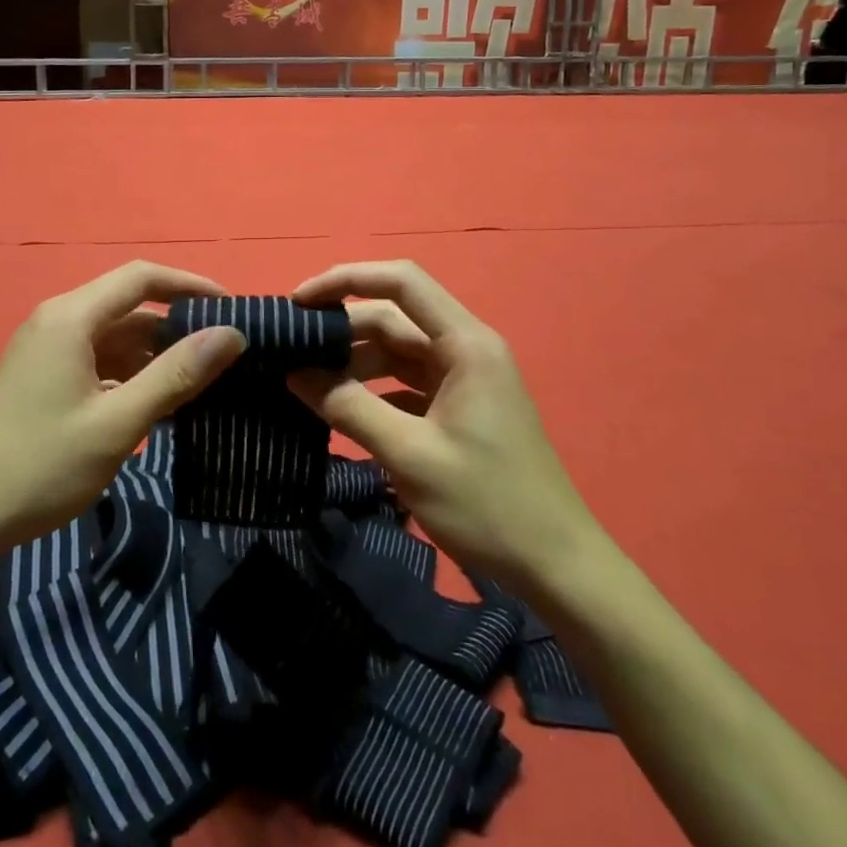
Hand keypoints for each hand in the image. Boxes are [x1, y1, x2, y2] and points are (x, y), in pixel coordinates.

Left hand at [0, 262, 245, 571]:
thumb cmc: (39, 466)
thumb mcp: (118, 423)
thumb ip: (177, 374)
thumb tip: (232, 334)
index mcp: (71, 317)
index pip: (143, 278)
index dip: (191, 286)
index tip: (233, 310)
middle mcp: (58, 322)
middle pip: (130, 308)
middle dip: (178, 328)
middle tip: (226, 358)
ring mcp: (46, 352)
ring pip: (116, 339)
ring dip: (156, 358)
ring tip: (202, 386)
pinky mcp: (42, 379)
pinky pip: (98, 363)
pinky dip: (131, 377)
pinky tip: (158, 408)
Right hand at [287, 261, 606, 596]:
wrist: (557, 567)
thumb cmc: (487, 504)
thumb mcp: (408, 454)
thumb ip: (348, 407)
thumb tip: (295, 374)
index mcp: (464, 343)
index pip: (401, 282)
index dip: (346, 279)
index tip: (299, 301)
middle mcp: (465, 348)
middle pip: (394, 318)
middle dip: (342, 328)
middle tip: (289, 350)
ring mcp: (464, 379)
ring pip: (397, 351)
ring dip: (353, 362)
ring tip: (305, 382)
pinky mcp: (459, 408)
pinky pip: (406, 383)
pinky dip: (372, 390)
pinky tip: (341, 409)